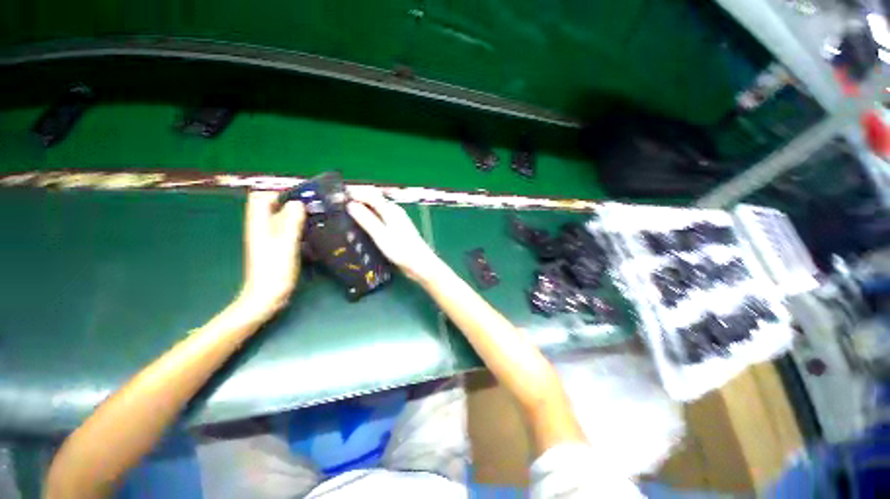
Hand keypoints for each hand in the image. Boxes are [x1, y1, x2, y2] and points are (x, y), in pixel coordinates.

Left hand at [237, 191, 305, 317]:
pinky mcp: (277, 248)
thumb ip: (291, 222)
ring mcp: (269, 239)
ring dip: (298, 216)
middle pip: (273, 207)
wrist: (266, 297)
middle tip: (315, 207)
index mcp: (258, 224)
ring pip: (282, 219)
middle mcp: (261, 228)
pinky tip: (313, 234)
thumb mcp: (285, 244)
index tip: (302, 196)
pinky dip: (299, 228)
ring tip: (318, 218)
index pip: (261, 197)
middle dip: (292, 203)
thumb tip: (298, 202)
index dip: (279, 192)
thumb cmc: (274, 271)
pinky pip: (288, 231)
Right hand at [347, 188, 441, 282]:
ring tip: (346, 215)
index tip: (337, 195)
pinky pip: (379, 220)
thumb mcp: (381, 235)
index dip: (354, 193)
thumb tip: (350, 204)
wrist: (419, 264)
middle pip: (373, 200)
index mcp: (390, 209)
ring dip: (362, 210)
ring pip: (375, 210)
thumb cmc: (401, 249)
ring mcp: (395, 221)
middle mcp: (393, 212)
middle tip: (338, 205)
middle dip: (357, 200)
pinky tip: (361, 228)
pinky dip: (368, 220)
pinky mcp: (395, 230)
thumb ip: (366, 219)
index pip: (370, 194)